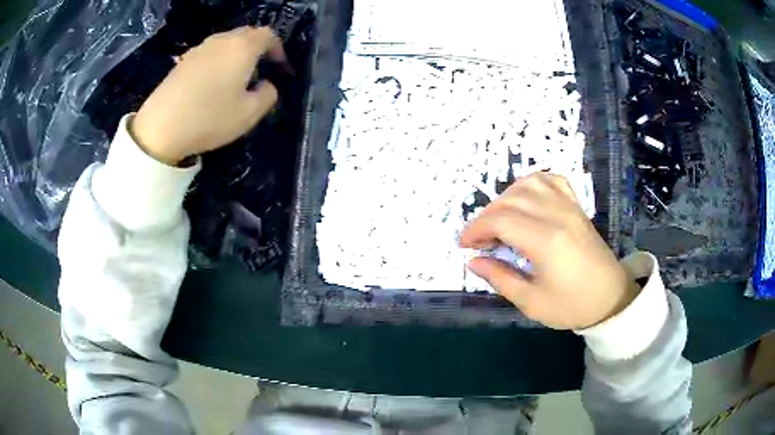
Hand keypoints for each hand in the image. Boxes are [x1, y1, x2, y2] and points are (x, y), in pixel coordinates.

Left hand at [133, 26, 283, 165]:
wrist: (160, 128)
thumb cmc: (209, 118)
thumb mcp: (249, 114)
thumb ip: (268, 95)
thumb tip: (267, 85)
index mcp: (242, 48)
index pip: (268, 35)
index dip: (278, 48)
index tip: (278, 67)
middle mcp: (222, 41)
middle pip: (246, 34)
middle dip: (257, 49)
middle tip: (258, 72)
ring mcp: (199, 49)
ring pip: (226, 43)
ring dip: (236, 55)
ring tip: (234, 79)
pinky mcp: (183, 61)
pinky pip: (209, 53)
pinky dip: (217, 61)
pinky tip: (211, 84)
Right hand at [459, 173, 639, 329]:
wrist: (610, 298)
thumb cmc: (571, 305)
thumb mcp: (531, 302)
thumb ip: (500, 278)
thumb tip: (473, 261)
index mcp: (546, 241)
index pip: (500, 220)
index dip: (475, 229)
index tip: (465, 245)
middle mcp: (556, 215)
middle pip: (510, 200)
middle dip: (486, 216)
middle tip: (481, 240)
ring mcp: (569, 207)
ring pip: (528, 184)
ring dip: (506, 198)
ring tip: (500, 220)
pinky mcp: (576, 206)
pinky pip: (551, 180)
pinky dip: (532, 183)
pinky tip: (526, 199)